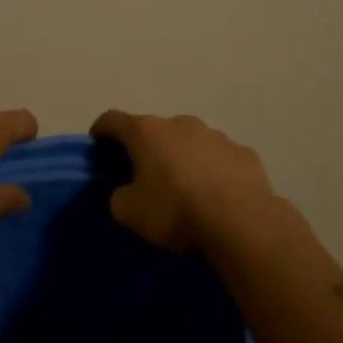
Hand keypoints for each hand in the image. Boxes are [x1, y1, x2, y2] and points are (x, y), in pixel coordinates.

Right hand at [90, 110, 278, 253]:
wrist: (242, 223)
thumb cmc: (176, 211)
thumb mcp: (129, 212)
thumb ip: (119, 196)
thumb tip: (126, 191)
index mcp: (146, 132)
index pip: (113, 119)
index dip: (101, 130)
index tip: (97, 143)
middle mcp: (181, 123)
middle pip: (154, 129)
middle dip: (146, 147)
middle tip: (143, 173)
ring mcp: (216, 136)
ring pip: (190, 141)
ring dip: (182, 157)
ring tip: (184, 187)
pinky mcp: (245, 153)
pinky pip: (219, 158)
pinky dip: (212, 170)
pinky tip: (216, 195)